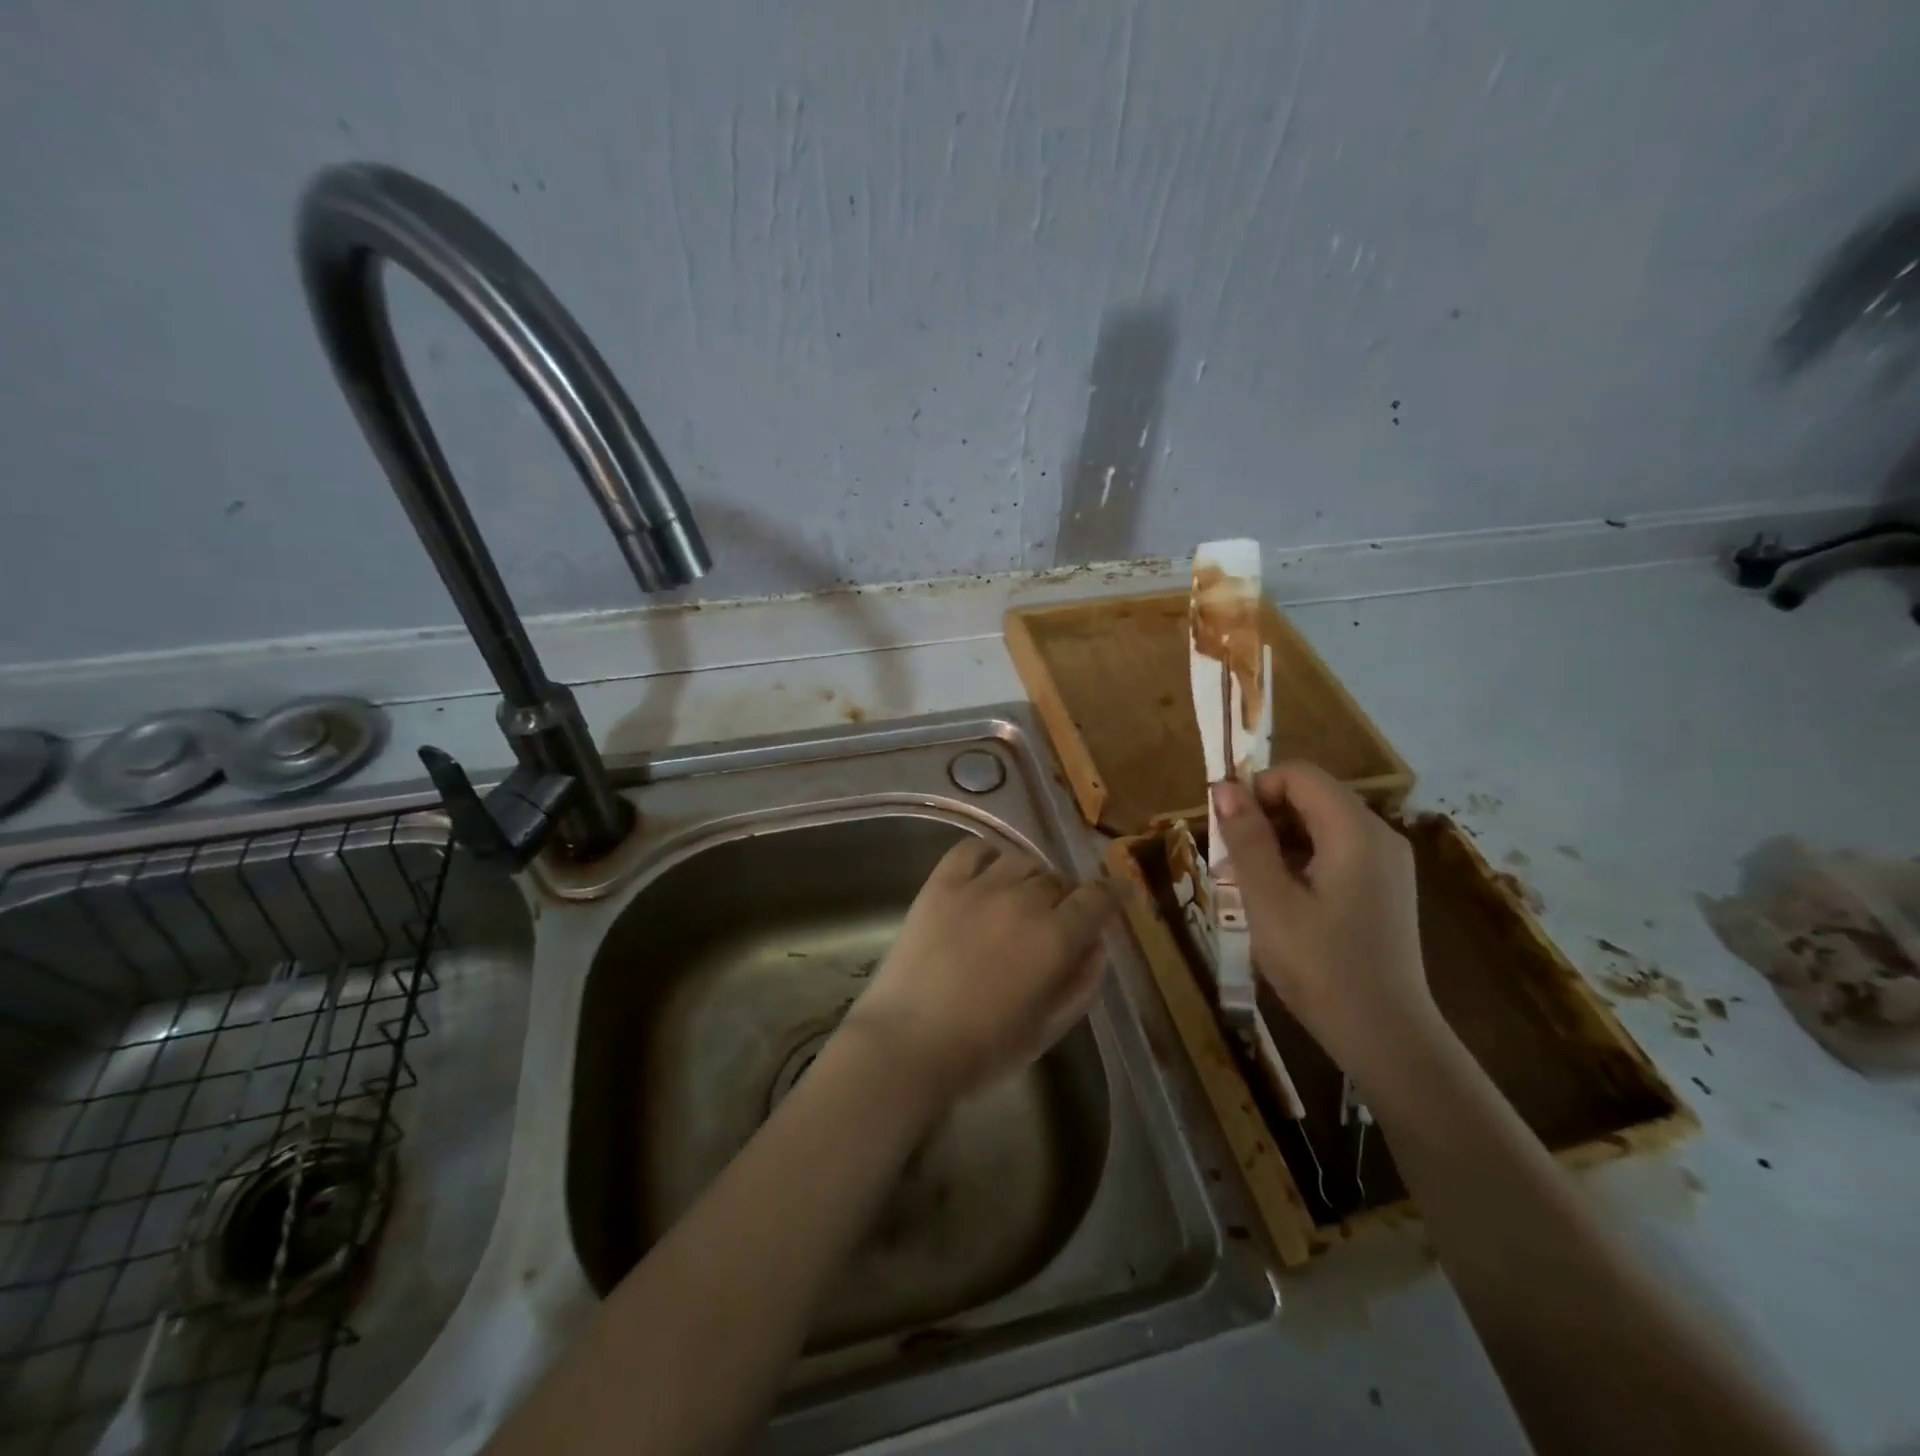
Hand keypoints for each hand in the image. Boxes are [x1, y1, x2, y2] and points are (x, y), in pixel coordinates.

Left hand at [839, 837, 1124, 1109]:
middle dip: (1067, 896)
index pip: (1097, 898)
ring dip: (1031, 878)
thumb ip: (1083, 982)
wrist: (907, 1045)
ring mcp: (979, 887)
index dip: (1113, 893)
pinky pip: (973, 849)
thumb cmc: (983, 1050)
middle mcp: (1023, 901)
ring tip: (1021, 899)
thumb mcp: (1049, 1027)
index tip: (1119, 891)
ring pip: (1022, 861)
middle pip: (1058, 880)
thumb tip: (1098, 944)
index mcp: (1056, 938)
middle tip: (1058, 918)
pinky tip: (989, 874)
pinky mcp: (941, 884)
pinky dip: (989, 855)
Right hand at [1209, 763, 1442, 1086]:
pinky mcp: (1385, 887)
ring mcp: (1387, 863)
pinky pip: (1336, 851)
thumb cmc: (1320, 966)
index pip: (1299, 775)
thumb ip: (1247, 838)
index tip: (1225, 827)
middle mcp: (1379, 835)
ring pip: (1321, 824)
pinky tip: (1280, 899)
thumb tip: (1224, 787)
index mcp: (1355, 831)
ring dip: (1278, 839)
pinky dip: (1301, 859)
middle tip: (1230, 859)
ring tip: (1248, 884)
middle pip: (1312, 796)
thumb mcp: (1269, 900)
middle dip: (1264, 815)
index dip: (1256, 788)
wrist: (1386, 1037)